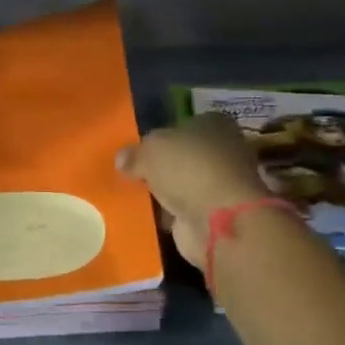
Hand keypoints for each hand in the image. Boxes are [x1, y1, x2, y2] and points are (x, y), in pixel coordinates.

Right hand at [117, 115, 270, 269]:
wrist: (218, 219)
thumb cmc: (188, 169)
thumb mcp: (150, 150)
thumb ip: (134, 153)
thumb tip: (122, 159)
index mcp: (213, 124)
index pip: (182, 125)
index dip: (160, 136)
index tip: (138, 150)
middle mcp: (222, 151)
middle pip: (183, 155)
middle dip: (161, 165)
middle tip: (132, 173)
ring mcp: (220, 184)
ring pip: (183, 183)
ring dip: (164, 191)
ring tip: (134, 195)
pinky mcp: (215, 214)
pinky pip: (183, 209)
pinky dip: (168, 213)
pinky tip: (147, 215)